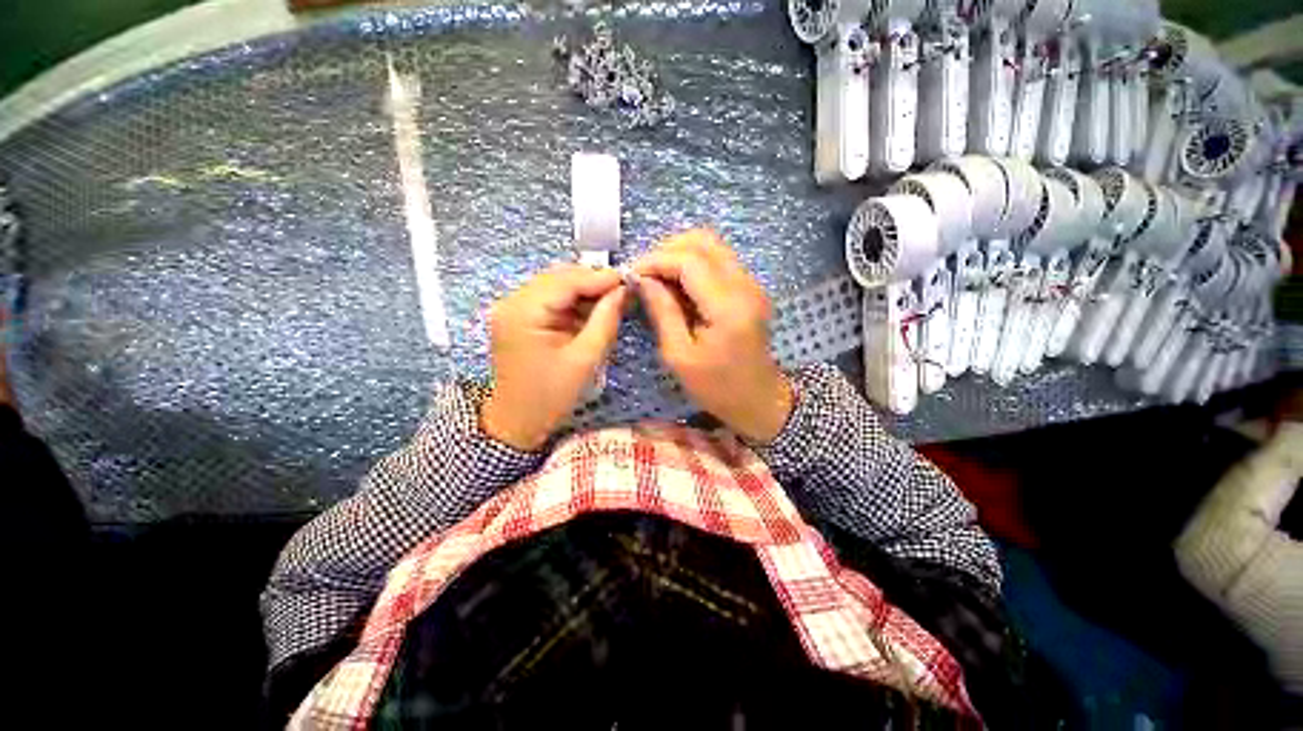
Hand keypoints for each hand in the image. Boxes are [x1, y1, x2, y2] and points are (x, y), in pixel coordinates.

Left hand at [481, 264, 626, 450]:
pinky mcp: (517, 317)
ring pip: (555, 286)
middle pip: (558, 278)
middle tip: (622, 291)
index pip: (566, 281)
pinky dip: (572, 302)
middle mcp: (511, 302)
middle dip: (592, 282)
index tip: (629, 280)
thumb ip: (606, 320)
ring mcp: (511, 308)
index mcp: (523, 312)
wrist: (517, 422)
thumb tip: (623, 291)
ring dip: (584, 291)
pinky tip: (591, 311)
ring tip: (611, 301)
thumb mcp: (585, 359)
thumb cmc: (551, 396)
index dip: (599, 278)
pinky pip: (550, 299)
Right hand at [633, 228, 792, 442]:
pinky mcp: (750, 289)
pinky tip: (677, 286)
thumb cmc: (716, 387)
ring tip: (657, 279)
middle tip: (644, 274)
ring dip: (680, 255)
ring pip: (712, 247)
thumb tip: (643, 279)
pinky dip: (693, 265)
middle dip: (667, 250)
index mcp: (728, 306)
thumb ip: (662, 311)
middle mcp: (746, 285)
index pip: (689, 261)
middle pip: (703, 241)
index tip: (631, 274)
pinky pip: (718, 261)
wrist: (759, 399)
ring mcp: (752, 284)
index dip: (656, 260)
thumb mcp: (679, 355)